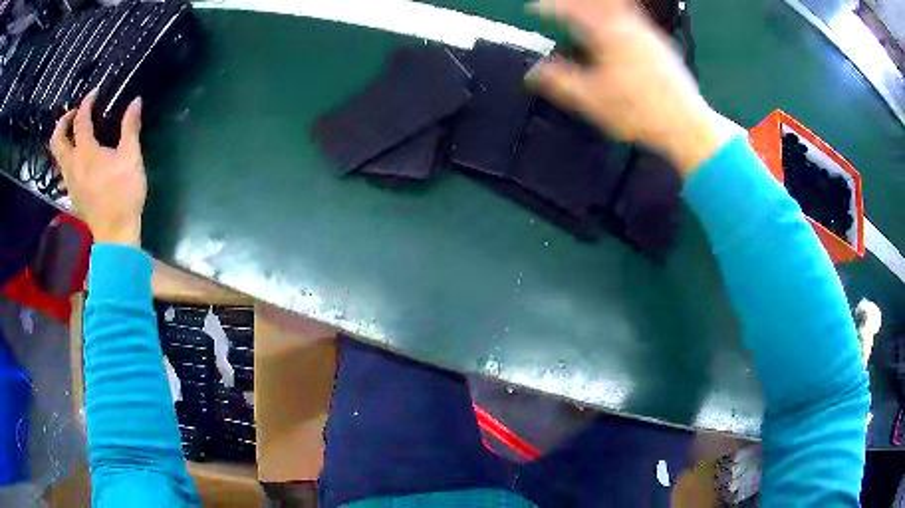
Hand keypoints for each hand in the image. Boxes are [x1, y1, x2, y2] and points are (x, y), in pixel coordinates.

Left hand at [50, 90, 146, 245]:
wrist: (115, 235)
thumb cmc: (123, 194)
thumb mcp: (131, 157)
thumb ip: (131, 127)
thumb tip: (136, 101)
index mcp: (85, 152)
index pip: (81, 120)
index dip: (87, 102)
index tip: (95, 92)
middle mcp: (72, 165)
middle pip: (57, 140)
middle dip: (63, 122)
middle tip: (74, 113)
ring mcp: (70, 182)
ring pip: (58, 156)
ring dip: (63, 139)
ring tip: (75, 132)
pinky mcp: (73, 195)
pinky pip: (64, 169)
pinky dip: (68, 156)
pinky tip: (79, 157)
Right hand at [527, 0, 737, 173]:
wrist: (685, 125)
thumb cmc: (638, 113)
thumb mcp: (591, 100)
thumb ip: (559, 82)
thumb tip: (533, 73)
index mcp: (608, 36)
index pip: (571, 10)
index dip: (549, 7)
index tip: (534, 9)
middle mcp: (629, 27)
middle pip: (597, 2)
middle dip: (573, 2)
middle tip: (561, 6)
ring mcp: (648, 34)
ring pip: (618, 7)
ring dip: (597, 6)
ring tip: (585, 12)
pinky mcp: (661, 45)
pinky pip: (634, 17)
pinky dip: (617, 14)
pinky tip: (615, 27)